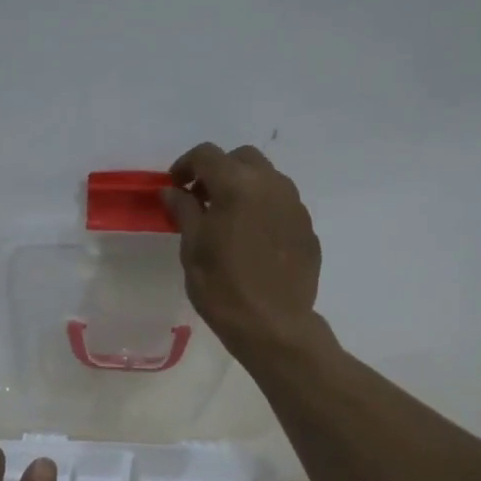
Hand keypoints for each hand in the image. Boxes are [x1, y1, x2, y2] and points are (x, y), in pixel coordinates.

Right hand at [164, 143, 322, 362]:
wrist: (273, 326)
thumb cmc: (222, 288)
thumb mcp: (192, 248)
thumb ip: (184, 210)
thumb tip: (174, 190)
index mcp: (237, 185)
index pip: (206, 154)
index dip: (185, 165)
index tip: (175, 187)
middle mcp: (271, 185)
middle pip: (241, 158)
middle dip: (218, 170)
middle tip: (201, 199)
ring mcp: (295, 205)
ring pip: (266, 178)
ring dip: (243, 187)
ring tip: (227, 218)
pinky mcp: (307, 227)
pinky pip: (281, 204)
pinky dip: (263, 208)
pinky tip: (252, 239)